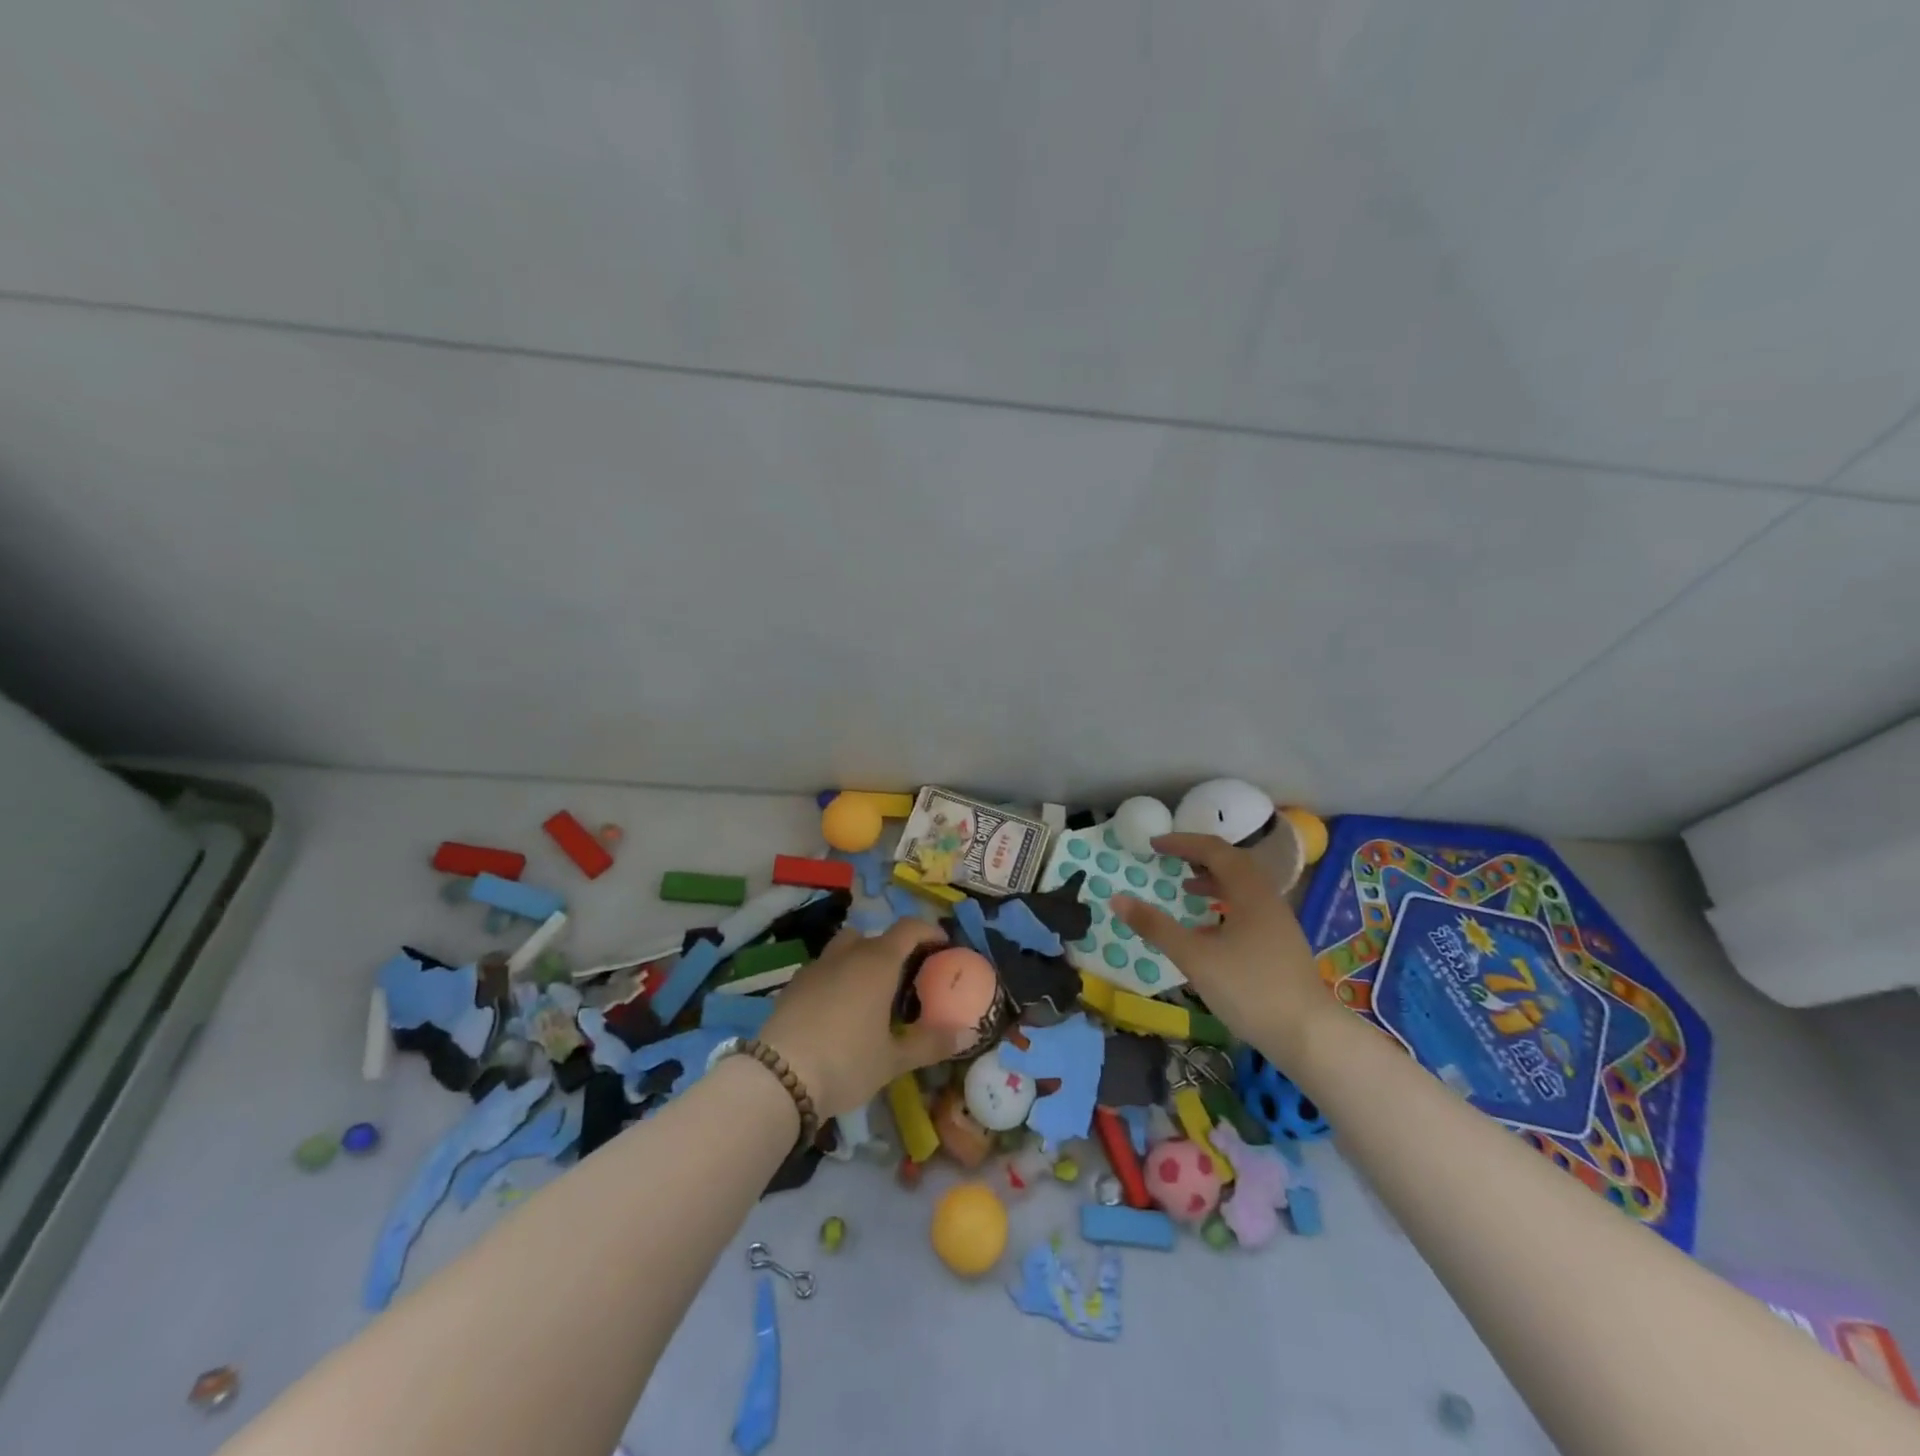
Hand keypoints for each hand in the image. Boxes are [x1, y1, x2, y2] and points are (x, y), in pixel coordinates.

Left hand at [759, 920, 951, 1117]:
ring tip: (870, 994)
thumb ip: (929, 1043)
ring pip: (845, 948)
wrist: (778, 1078)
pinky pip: (824, 969)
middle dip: (893, 950)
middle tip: (906, 979)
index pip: (908, 929)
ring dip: (861, 960)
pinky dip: (837, 978)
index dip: (928, 931)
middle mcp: (847, 955)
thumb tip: (963, 1035)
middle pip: (875, 937)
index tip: (942, 946)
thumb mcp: (893, 1060)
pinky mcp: (793, 985)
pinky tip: (839, 1011)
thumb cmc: (846, 1062)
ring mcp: (816, 967)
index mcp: (877, 963)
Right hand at [1113, 833, 1339, 1068]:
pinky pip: (1248, 908)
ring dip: (1212, 881)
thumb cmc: (1250, 989)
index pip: (1214, 850)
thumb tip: (1117, 898)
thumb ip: (1156, 926)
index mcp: (1249, 891)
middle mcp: (1267, 898)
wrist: (1309, 1035)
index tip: (1153, 844)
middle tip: (1170, 860)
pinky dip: (1223, 904)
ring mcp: (1278, 922)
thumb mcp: (1194, 957)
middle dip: (1198, 857)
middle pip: (1232, 863)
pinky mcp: (1280, 944)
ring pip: (1242, 887)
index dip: (1182, 843)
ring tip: (1186, 889)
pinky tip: (1208, 930)